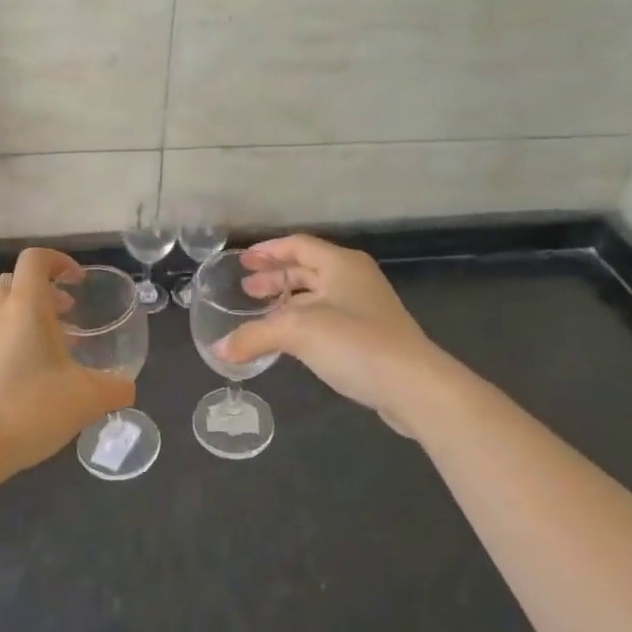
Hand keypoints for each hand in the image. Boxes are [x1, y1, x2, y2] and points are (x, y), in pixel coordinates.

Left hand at [0, 248, 134, 475]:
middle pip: (16, 281)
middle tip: (70, 311)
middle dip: (44, 289)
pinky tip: (39, 376)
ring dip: (32, 317)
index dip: (59, 261)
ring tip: (61, 347)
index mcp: (26, 307)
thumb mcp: (86, 399)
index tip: (79, 282)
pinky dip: (19, 341)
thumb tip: (127, 387)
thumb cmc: (29, 408)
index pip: (35, 260)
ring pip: (5, 310)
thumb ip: (115, 388)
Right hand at [217, 234, 454, 438]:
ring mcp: (364, 308)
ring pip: (317, 295)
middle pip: (307, 268)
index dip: (268, 251)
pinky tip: (287, 339)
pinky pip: (326, 318)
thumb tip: (217, 351)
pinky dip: (302, 321)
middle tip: (246, 289)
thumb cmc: (355, 342)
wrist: (414, 386)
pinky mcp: (369, 336)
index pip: (297, 245)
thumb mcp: (297, 332)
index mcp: (340, 264)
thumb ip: (253, 336)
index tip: (242, 261)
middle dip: (275, 277)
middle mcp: (353, 278)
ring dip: (288, 301)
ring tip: (260, 313)